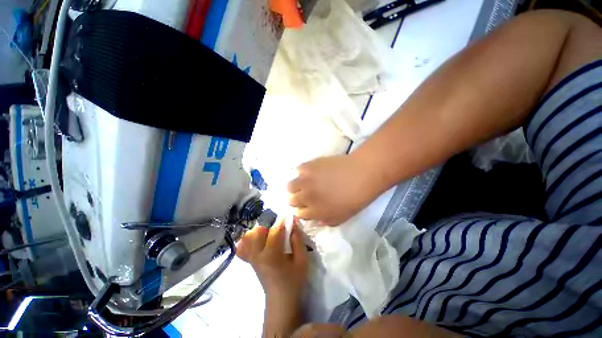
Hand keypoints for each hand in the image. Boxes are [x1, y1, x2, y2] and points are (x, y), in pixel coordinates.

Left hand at [236, 218, 307, 300]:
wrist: (281, 299)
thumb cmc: (294, 280)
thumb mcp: (302, 260)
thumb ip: (297, 239)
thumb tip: (293, 221)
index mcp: (271, 255)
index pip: (275, 231)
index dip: (282, 221)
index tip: (288, 215)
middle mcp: (257, 255)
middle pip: (258, 230)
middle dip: (270, 223)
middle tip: (280, 225)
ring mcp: (251, 258)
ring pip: (249, 236)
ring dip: (260, 230)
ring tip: (270, 232)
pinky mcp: (249, 260)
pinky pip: (242, 246)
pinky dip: (248, 239)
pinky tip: (258, 239)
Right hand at [287, 154, 378, 225]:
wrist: (361, 175)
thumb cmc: (355, 198)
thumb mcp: (342, 217)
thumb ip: (327, 221)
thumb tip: (316, 220)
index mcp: (314, 212)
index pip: (298, 214)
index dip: (302, 210)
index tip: (306, 206)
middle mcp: (306, 198)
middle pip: (291, 201)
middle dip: (296, 199)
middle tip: (305, 194)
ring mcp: (305, 181)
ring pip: (289, 186)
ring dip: (295, 186)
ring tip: (304, 182)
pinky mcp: (308, 167)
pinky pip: (298, 170)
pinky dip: (302, 172)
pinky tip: (311, 171)